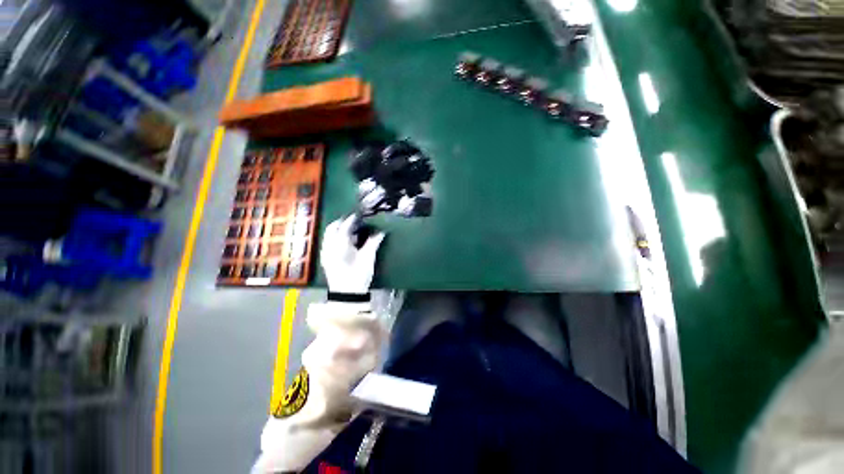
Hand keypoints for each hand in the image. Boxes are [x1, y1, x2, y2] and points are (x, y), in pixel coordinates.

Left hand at [320, 215, 385, 293]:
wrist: (347, 294)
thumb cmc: (358, 275)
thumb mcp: (368, 258)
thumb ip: (373, 242)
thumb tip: (381, 232)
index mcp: (339, 245)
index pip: (344, 226)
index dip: (352, 219)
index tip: (358, 215)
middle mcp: (329, 247)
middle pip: (332, 228)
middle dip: (341, 222)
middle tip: (353, 220)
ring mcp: (326, 253)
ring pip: (329, 236)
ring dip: (338, 230)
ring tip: (350, 230)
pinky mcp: (327, 259)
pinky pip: (329, 243)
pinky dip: (335, 238)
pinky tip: (346, 242)